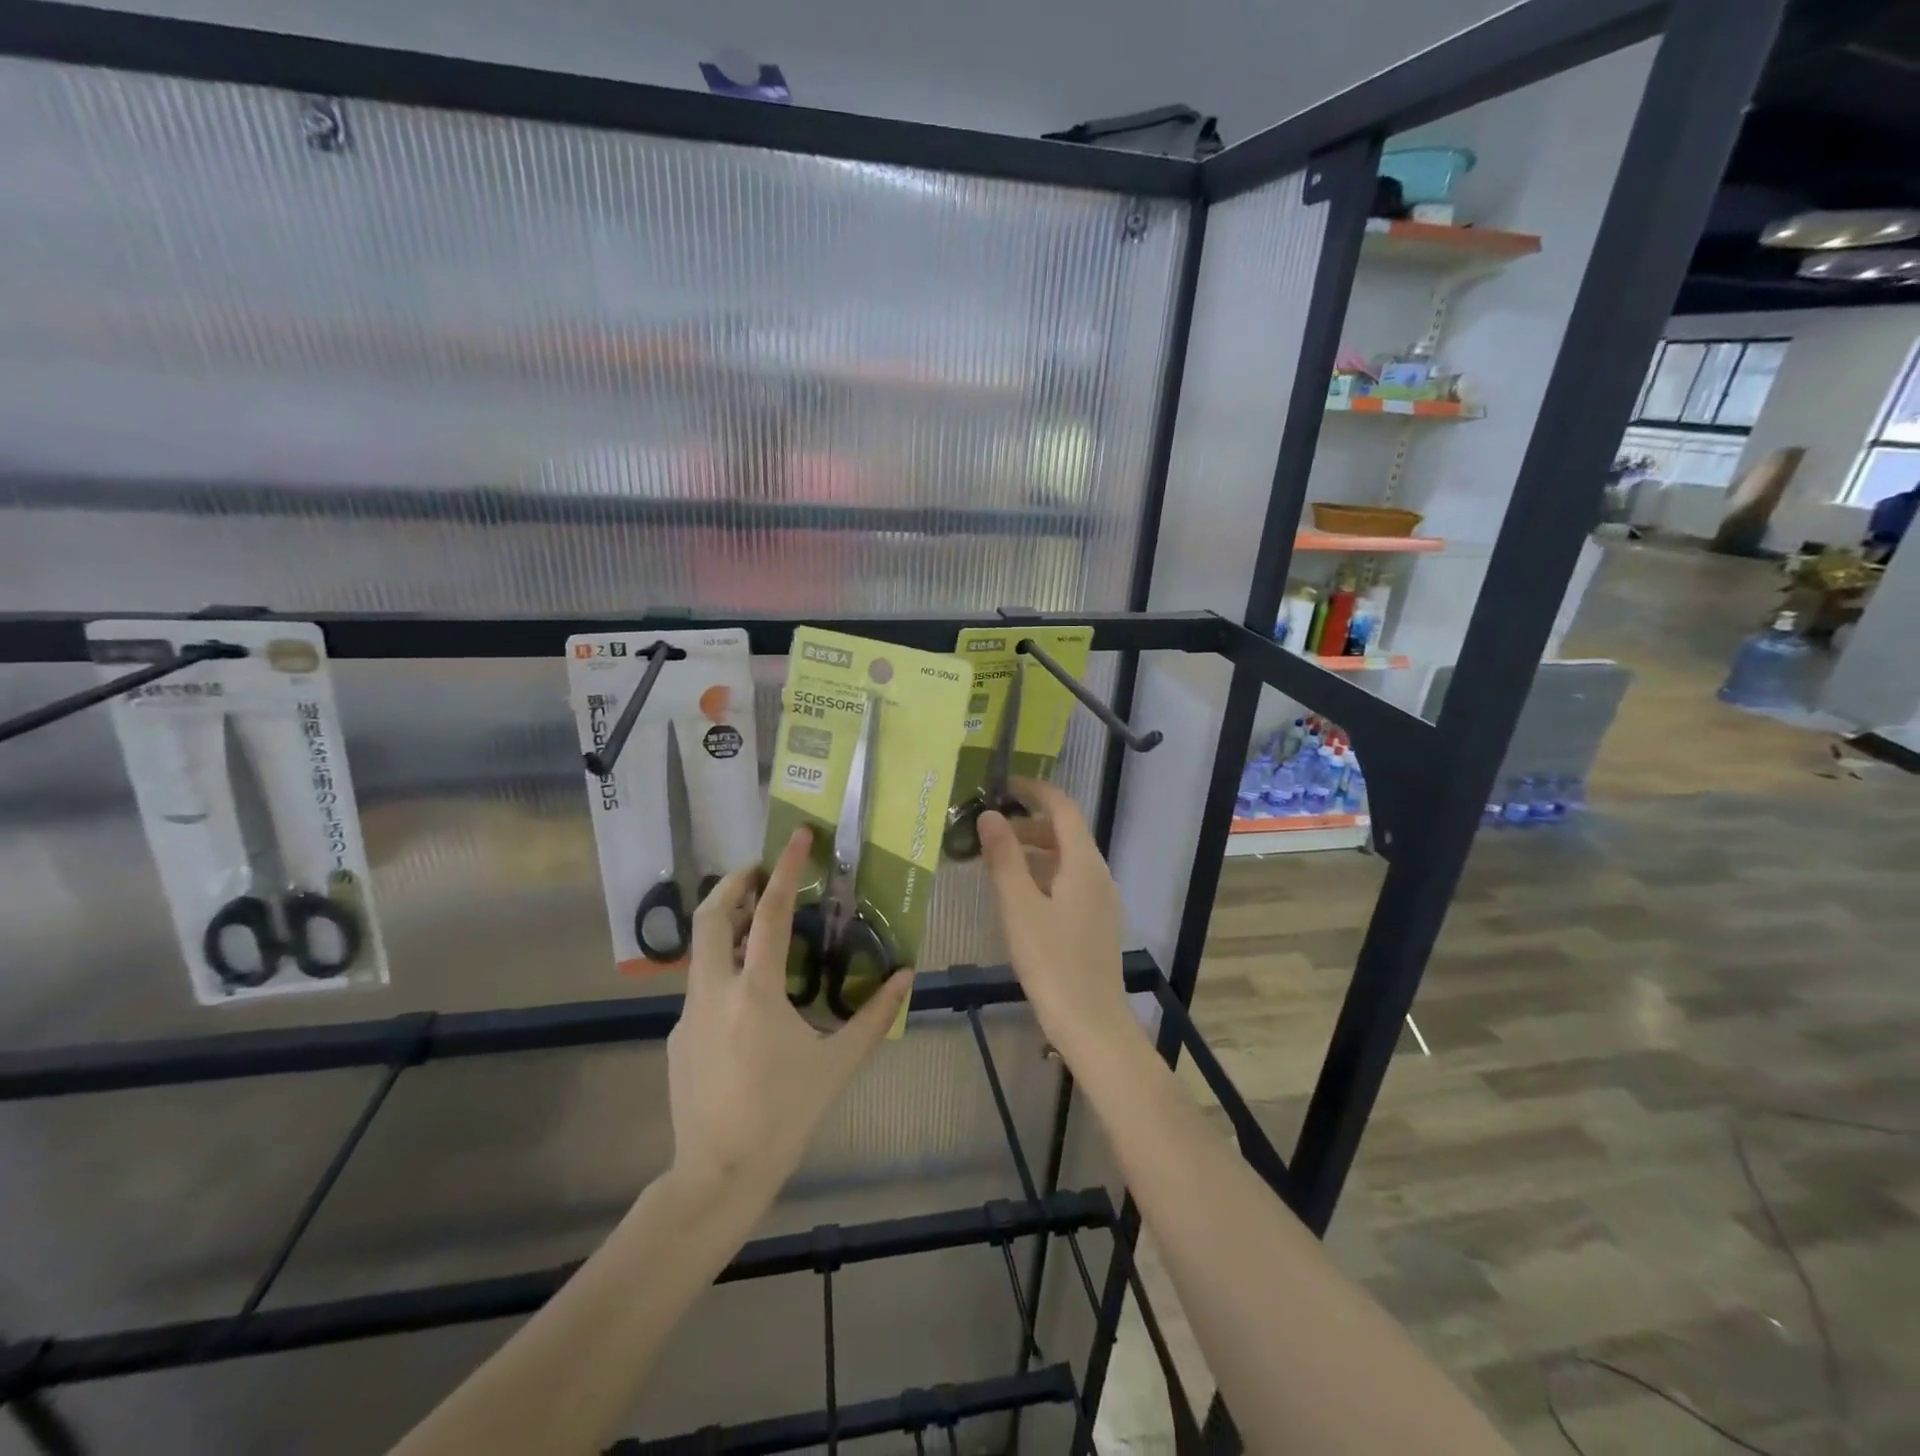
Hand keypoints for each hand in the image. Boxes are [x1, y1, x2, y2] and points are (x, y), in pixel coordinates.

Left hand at [667, 827, 912, 1196]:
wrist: (716, 1177)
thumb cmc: (783, 1117)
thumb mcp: (837, 1065)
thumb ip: (874, 1016)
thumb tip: (907, 975)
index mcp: (756, 993)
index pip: (772, 914)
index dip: (787, 869)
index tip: (797, 836)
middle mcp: (714, 992)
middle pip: (711, 915)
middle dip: (734, 882)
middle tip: (761, 870)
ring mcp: (689, 1014)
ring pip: (701, 949)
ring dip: (728, 923)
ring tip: (759, 923)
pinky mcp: (678, 1036)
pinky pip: (701, 987)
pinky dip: (723, 968)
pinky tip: (749, 996)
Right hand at [978, 780, 1139, 1062]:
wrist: (1091, 1023)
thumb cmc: (1051, 962)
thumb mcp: (1018, 906)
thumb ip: (1004, 858)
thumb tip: (989, 815)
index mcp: (1083, 863)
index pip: (1063, 807)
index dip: (1034, 790)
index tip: (1003, 786)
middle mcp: (1098, 874)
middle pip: (1065, 832)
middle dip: (1028, 823)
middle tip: (988, 831)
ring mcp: (1101, 899)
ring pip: (1066, 859)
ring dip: (1034, 850)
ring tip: (996, 862)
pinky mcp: (1095, 921)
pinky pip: (1069, 881)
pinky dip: (1043, 874)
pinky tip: (1019, 896)